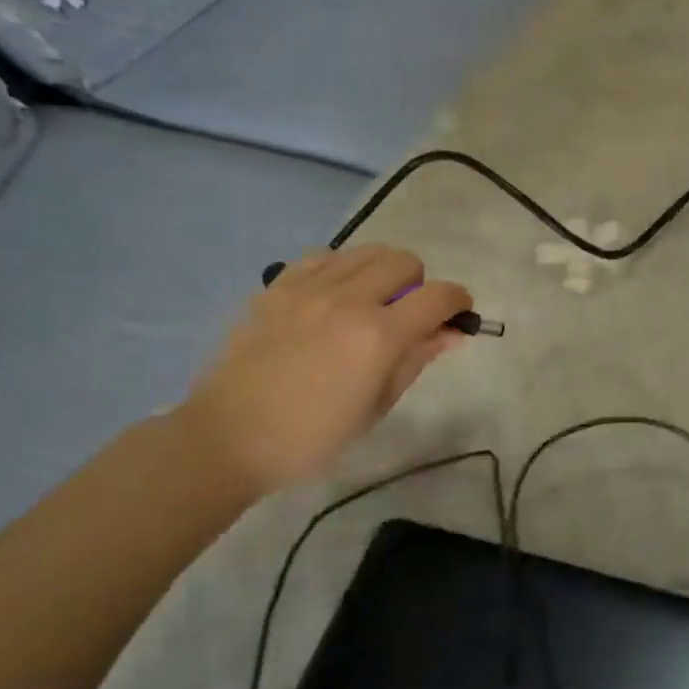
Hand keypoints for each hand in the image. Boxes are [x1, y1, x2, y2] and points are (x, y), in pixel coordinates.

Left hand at [177, 246, 471, 498]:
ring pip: (365, 252)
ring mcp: (308, 288)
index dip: (458, 301)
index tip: (459, 314)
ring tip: (371, 302)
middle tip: (408, 314)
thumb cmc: (313, 436)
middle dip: (419, 284)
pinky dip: (341, 269)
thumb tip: (451, 332)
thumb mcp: (377, 405)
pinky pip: (322, 256)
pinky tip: (333, 296)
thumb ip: (416, 359)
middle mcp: (348, 300)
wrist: (229, 437)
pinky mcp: (276, 286)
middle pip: (404, 261)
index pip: (438, 297)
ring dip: (382, 272)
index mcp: (378, 336)